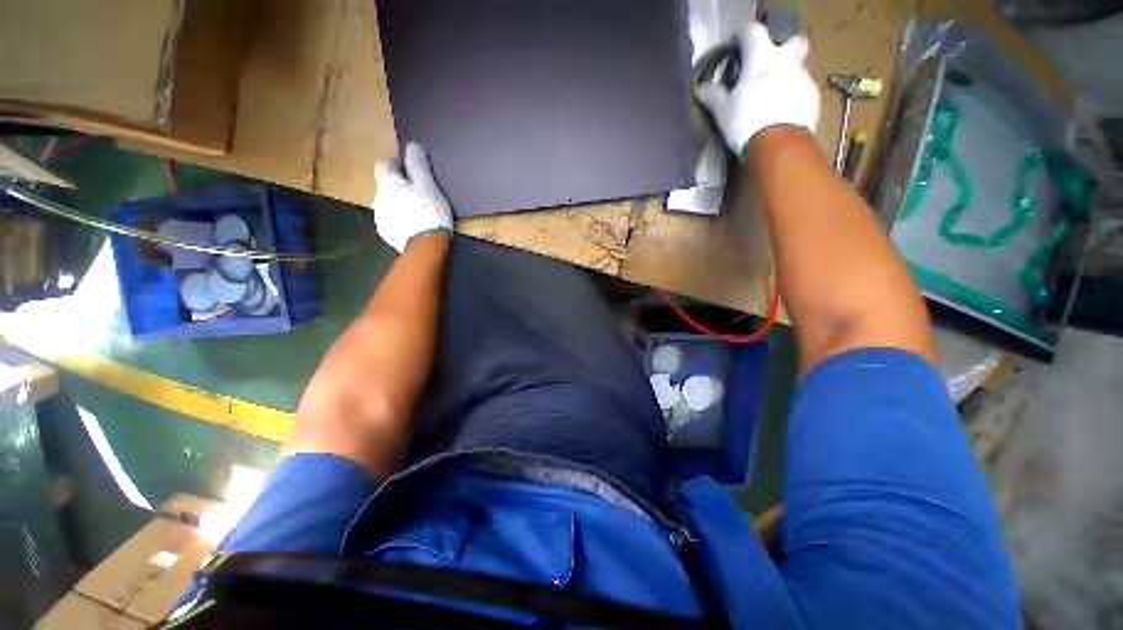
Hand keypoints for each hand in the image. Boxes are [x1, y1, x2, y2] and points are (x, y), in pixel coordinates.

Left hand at [373, 142, 453, 252]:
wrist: (425, 246)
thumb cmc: (429, 212)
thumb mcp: (428, 186)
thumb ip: (418, 165)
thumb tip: (412, 146)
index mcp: (388, 183)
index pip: (384, 165)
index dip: (397, 166)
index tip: (411, 172)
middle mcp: (378, 197)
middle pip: (386, 186)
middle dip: (399, 187)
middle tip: (419, 194)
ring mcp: (381, 216)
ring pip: (388, 204)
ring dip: (399, 204)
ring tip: (418, 212)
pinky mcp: (386, 233)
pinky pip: (392, 220)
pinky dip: (400, 220)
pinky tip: (414, 226)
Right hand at [698, 22, 819, 156]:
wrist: (778, 144)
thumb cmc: (746, 122)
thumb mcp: (723, 112)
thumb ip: (714, 96)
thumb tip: (702, 88)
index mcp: (761, 57)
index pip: (752, 31)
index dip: (743, 35)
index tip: (736, 45)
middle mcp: (786, 60)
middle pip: (792, 41)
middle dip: (783, 49)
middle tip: (769, 68)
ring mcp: (803, 78)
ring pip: (797, 68)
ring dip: (786, 77)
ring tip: (772, 99)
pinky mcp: (812, 97)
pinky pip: (802, 90)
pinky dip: (793, 96)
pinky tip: (782, 113)